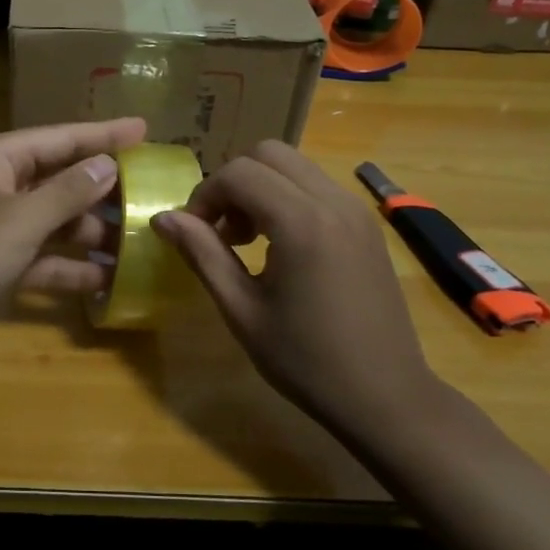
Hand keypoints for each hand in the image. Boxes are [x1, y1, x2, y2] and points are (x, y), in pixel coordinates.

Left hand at [0, 118, 147, 337]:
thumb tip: (107, 165)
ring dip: (90, 233)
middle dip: (103, 190)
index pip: (63, 138)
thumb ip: (67, 193)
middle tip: (151, 194)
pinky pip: (42, 257)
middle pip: (62, 179)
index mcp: (0, 158)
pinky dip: (69, 268)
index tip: (146, 131)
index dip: (105, 135)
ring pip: (55, 221)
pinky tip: (105, 280)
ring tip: (138, 243)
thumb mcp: (19, 221)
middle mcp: (0, 184)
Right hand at [151, 140, 437, 427]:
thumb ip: (202, 254)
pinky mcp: (367, 225)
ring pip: (295, 166)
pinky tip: (281, 246)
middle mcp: (334, 201)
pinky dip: (288, 198)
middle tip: (221, 232)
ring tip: (248, 241)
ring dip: (261, 188)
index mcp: (302, 222)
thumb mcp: (242, 310)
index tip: (194, 235)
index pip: (239, 172)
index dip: (205, 196)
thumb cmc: (306, 360)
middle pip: (269, 154)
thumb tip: (163, 218)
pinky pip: (317, 187)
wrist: (385, 396)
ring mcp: (356, 210)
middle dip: (233, 182)